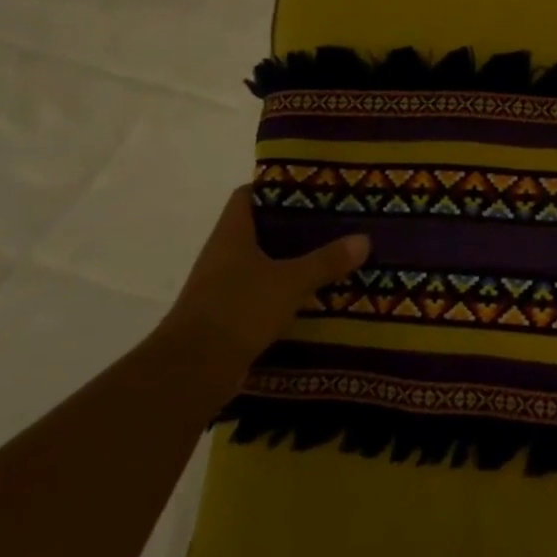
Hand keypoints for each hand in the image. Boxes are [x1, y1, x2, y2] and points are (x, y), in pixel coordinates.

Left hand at [159, 186, 368, 400]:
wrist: (193, 369)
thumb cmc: (238, 309)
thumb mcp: (290, 281)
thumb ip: (326, 260)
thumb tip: (364, 238)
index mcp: (232, 234)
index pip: (248, 196)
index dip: (275, 187)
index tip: (310, 187)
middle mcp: (223, 255)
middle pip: (260, 230)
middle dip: (294, 227)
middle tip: (333, 222)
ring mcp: (223, 287)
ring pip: (263, 264)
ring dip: (291, 262)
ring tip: (332, 258)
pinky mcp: (229, 317)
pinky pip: (262, 295)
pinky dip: (285, 293)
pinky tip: (314, 297)